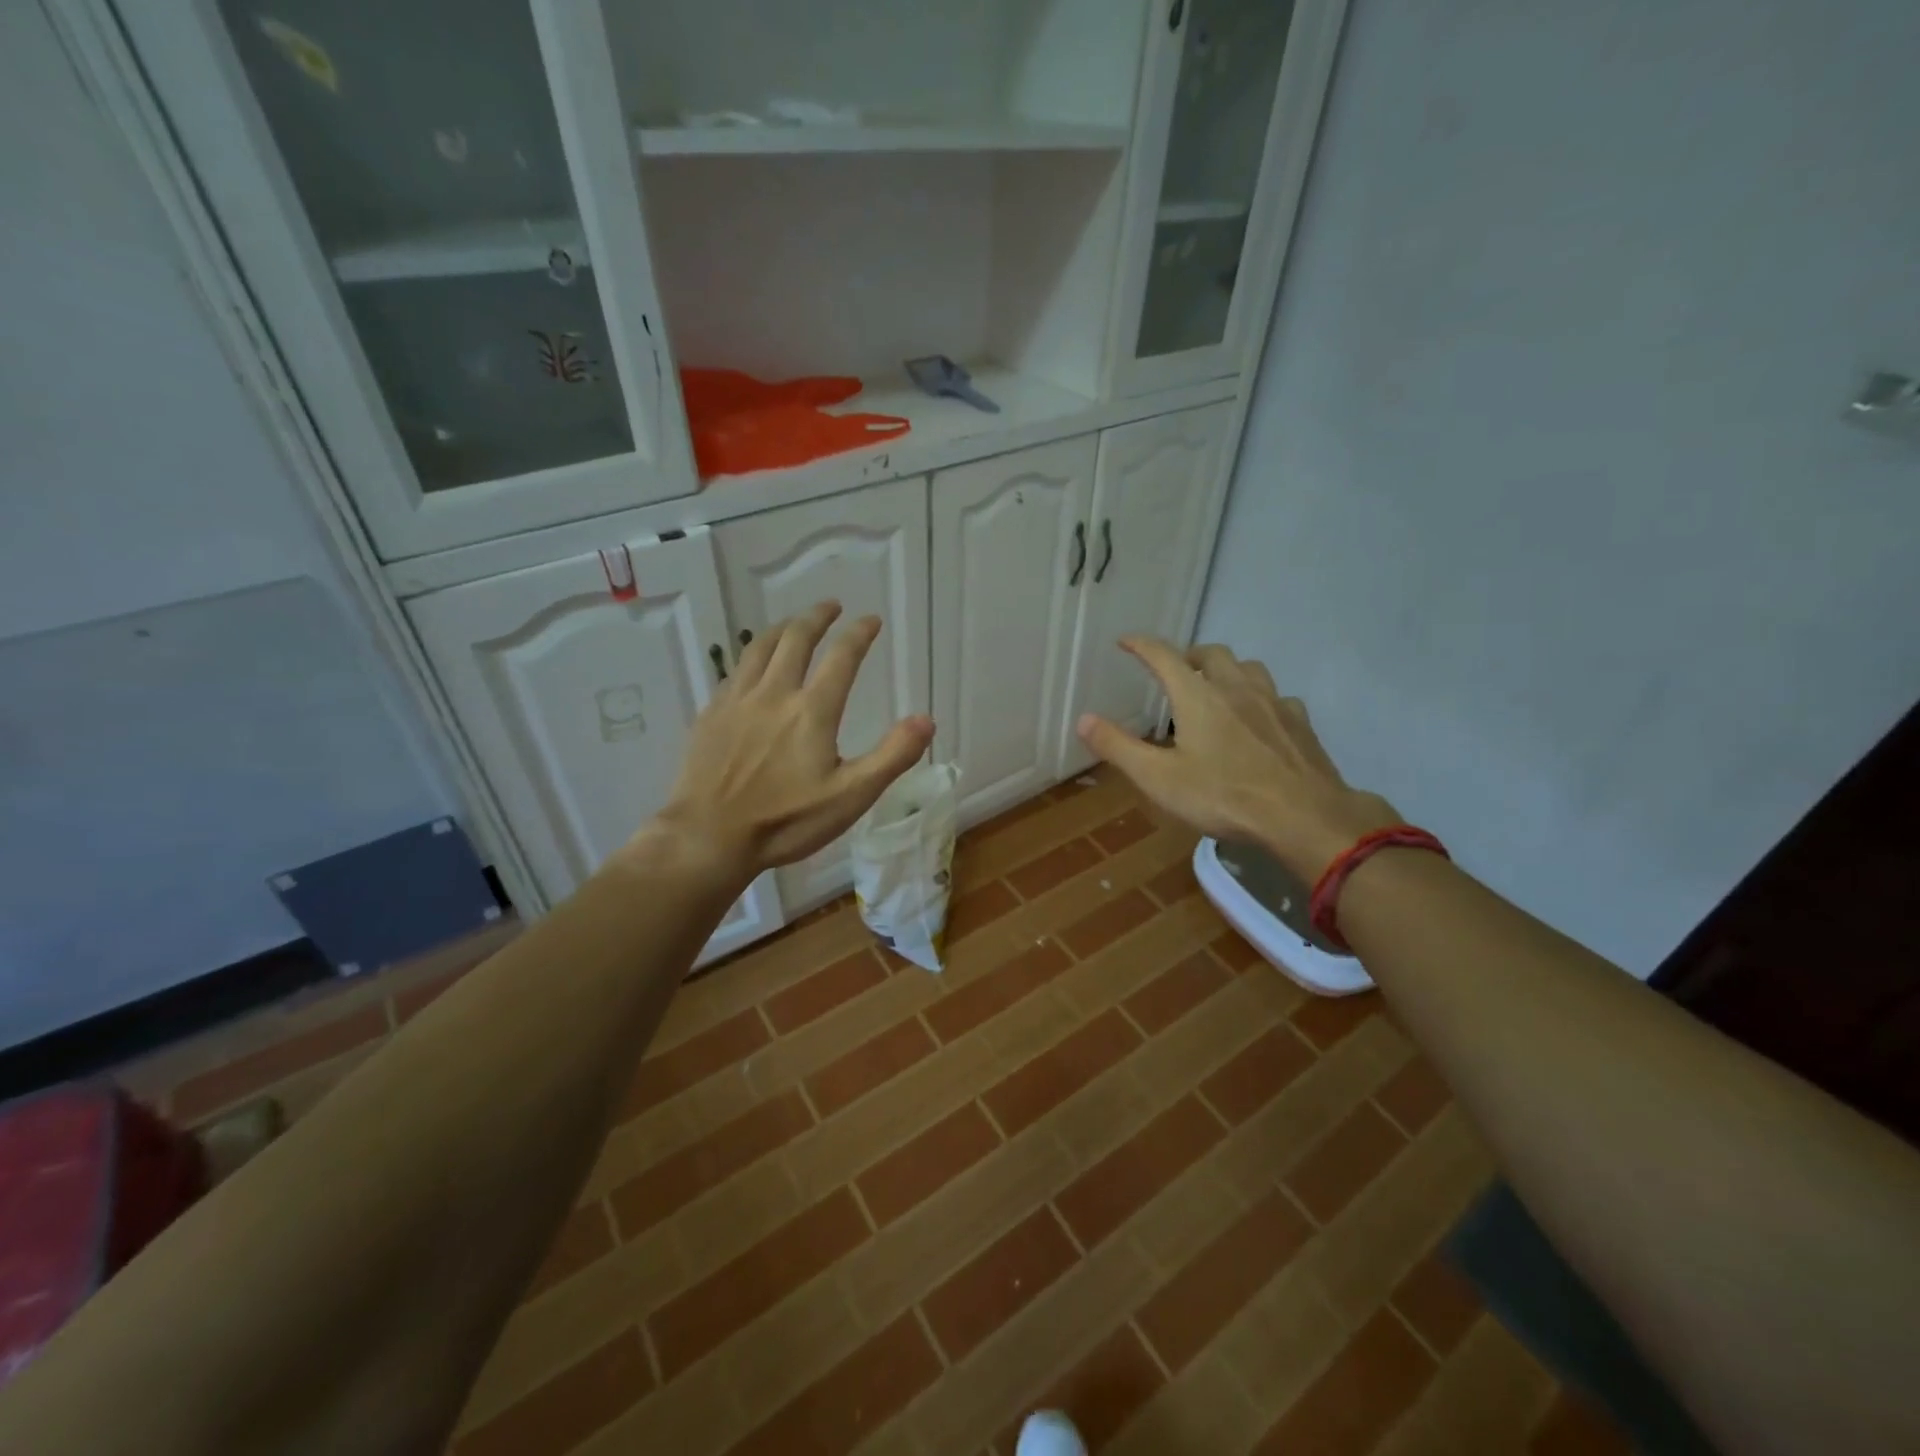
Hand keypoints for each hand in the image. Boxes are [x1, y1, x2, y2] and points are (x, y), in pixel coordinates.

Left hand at [651, 601, 933, 882]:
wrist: (709, 837)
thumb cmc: (786, 821)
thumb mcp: (852, 796)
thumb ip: (892, 756)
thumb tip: (927, 719)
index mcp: (812, 710)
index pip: (841, 657)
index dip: (859, 634)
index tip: (871, 620)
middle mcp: (774, 693)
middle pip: (795, 639)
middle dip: (817, 617)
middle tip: (831, 606)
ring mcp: (737, 701)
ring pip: (759, 648)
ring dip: (781, 629)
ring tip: (793, 623)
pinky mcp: (711, 715)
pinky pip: (734, 672)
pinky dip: (752, 658)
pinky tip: (753, 667)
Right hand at [1076, 638, 1400, 882]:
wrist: (1303, 816)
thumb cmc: (1223, 796)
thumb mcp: (1159, 778)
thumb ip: (1118, 747)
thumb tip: (1082, 719)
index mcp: (1197, 696)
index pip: (1164, 656)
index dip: (1141, 645)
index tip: (1126, 641)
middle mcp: (1235, 687)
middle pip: (1211, 653)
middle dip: (1188, 655)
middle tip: (1174, 671)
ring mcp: (1273, 702)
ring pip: (1248, 667)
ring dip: (1227, 670)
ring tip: (1216, 688)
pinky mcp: (1299, 722)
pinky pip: (1276, 696)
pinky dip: (1259, 698)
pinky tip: (1258, 719)